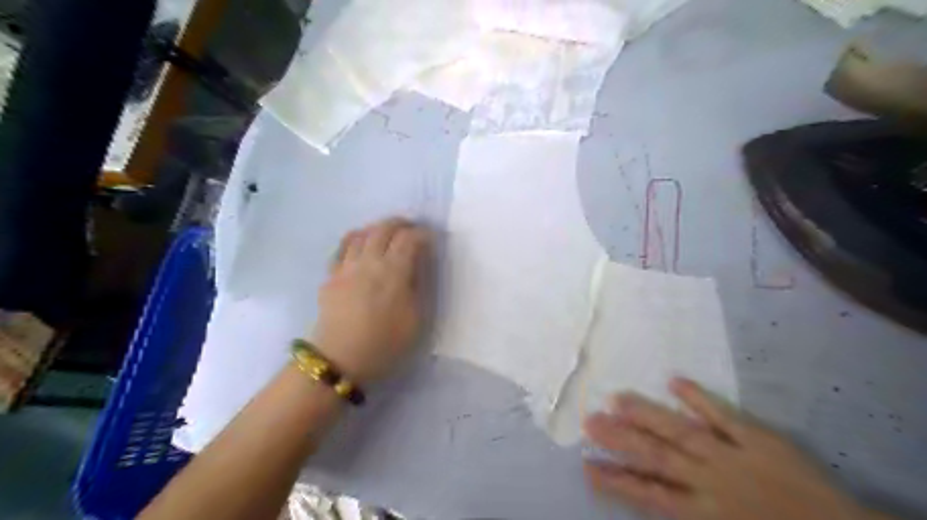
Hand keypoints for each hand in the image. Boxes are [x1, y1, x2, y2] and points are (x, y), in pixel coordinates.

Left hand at [309, 216, 428, 383]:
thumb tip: (419, 264)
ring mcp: (346, 267)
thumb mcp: (416, 320)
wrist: (340, 362)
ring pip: (362, 233)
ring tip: (389, 232)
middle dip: (401, 224)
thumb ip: (420, 286)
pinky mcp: (331, 275)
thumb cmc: (385, 345)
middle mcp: (368, 262)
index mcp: (393, 272)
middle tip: (412, 228)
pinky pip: (342, 246)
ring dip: (378, 227)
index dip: (423, 235)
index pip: (409, 240)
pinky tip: (361, 241)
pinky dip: (355, 237)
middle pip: (384, 229)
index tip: (431, 239)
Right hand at [581, 378, 873, 519]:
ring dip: (647, 415)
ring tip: (616, 399)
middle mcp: (708, 479)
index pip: (649, 493)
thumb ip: (684, 510)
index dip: (616, 480)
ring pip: (680, 431)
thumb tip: (649, 492)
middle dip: (621, 440)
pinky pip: (724, 415)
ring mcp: (731, 453)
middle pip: (657, 456)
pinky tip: (673, 380)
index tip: (587, 466)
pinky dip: (699, 398)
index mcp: (701, 511)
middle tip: (590, 423)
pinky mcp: (756, 437)